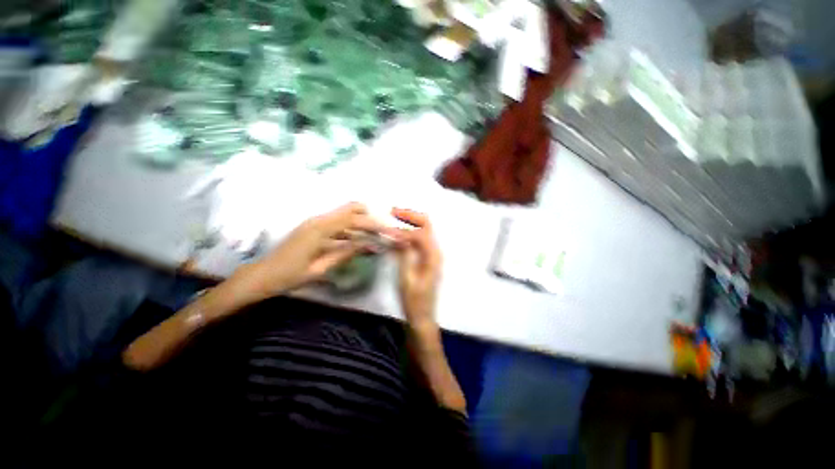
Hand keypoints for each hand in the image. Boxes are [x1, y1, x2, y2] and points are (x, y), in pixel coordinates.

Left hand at [233, 202, 384, 298]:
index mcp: (319, 229)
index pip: (353, 219)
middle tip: (381, 230)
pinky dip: (351, 229)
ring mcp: (316, 222)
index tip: (387, 230)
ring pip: (345, 215)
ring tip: (374, 237)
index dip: (372, 223)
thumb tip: (369, 244)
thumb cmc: (289, 275)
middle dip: (369, 216)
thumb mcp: (320, 268)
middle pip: (350, 208)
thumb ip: (345, 253)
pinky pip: (338, 224)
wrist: (262, 276)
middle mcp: (318, 220)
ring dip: (361, 223)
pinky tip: (358, 241)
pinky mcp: (315, 227)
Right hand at [391, 208, 441, 333]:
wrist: (422, 316)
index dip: (404, 228)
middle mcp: (435, 251)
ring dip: (409, 223)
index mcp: (433, 256)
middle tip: (393, 211)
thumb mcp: (406, 278)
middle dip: (410, 216)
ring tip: (393, 218)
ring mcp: (432, 255)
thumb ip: (405, 254)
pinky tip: (397, 234)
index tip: (388, 229)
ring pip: (423, 231)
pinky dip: (408, 234)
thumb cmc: (414, 301)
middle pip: (426, 225)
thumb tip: (399, 234)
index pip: (421, 232)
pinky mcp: (426, 259)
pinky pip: (419, 240)